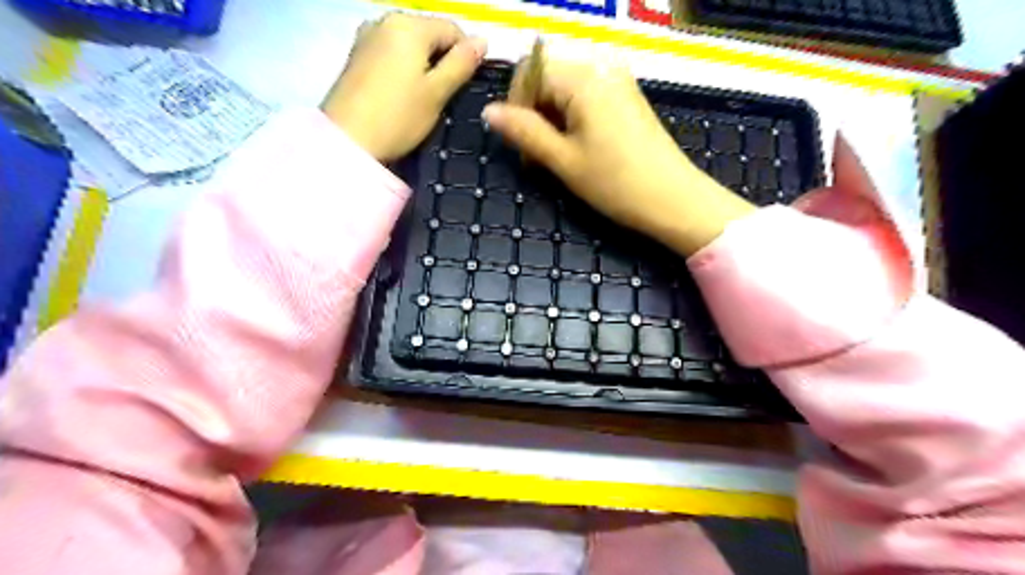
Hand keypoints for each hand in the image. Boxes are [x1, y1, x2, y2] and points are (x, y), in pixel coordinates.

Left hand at [326, 14, 488, 161]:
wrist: (347, 140)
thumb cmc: (398, 117)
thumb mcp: (437, 93)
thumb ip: (461, 64)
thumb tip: (483, 41)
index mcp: (409, 25)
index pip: (453, 29)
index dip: (466, 56)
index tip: (465, 87)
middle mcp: (386, 20)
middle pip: (430, 34)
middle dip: (443, 60)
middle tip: (445, 96)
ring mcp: (367, 36)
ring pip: (410, 45)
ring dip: (424, 66)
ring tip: (424, 98)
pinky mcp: (356, 55)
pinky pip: (392, 54)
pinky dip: (404, 69)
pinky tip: (403, 94)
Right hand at [481, 52, 749, 254]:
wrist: (674, 200)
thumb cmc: (616, 183)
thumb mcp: (563, 160)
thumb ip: (524, 131)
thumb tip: (489, 112)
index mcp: (582, 76)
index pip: (529, 70)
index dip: (516, 105)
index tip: (520, 144)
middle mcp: (601, 66)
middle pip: (547, 74)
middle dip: (533, 111)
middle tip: (535, 155)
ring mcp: (618, 80)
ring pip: (564, 87)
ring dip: (550, 117)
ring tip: (554, 156)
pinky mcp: (626, 96)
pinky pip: (585, 94)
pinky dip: (571, 117)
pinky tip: (576, 147)